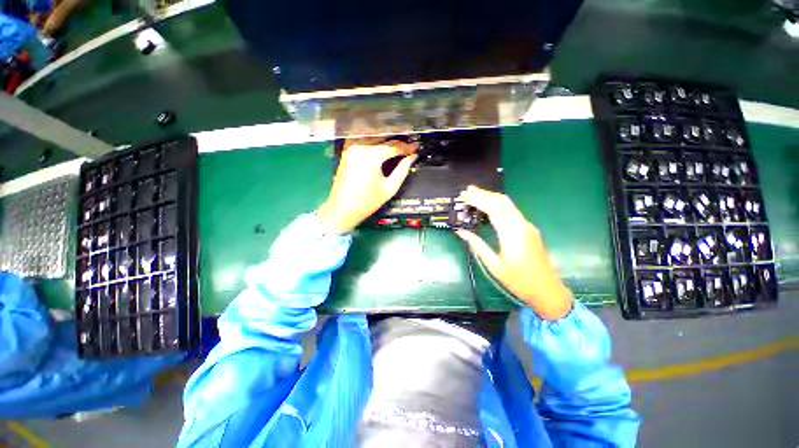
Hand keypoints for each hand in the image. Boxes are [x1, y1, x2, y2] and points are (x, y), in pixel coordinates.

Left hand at [318, 137, 417, 234]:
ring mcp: (351, 148)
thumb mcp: (389, 188)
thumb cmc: (367, 202)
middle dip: (398, 143)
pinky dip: (374, 142)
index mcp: (371, 156)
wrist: (342, 209)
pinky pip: (363, 141)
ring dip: (387, 140)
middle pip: (384, 140)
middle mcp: (360, 147)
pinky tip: (382, 145)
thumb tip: (412, 157)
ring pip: (374, 138)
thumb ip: (402, 170)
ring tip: (399, 145)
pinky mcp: (347, 151)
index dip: (407, 147)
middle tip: (410, 146)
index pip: (394, 147)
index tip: (416, 147)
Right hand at [456, 185, 572, 320]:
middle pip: (502, 200)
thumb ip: (477, 245)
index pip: (492, 208)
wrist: (547, 290)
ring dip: (491, 197)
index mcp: (511, 233)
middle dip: (484, 193)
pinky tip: (489, 209)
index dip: (477, 199)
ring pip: (508, 204)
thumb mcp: (494, 265)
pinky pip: (512, 212)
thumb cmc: (518, 280)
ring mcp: (527, 226)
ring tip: (475, 195)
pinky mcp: (529, 230)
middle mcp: (521, 224)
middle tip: (467, 190)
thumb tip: (461, 232)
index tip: (464, 195)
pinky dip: (498, 206)